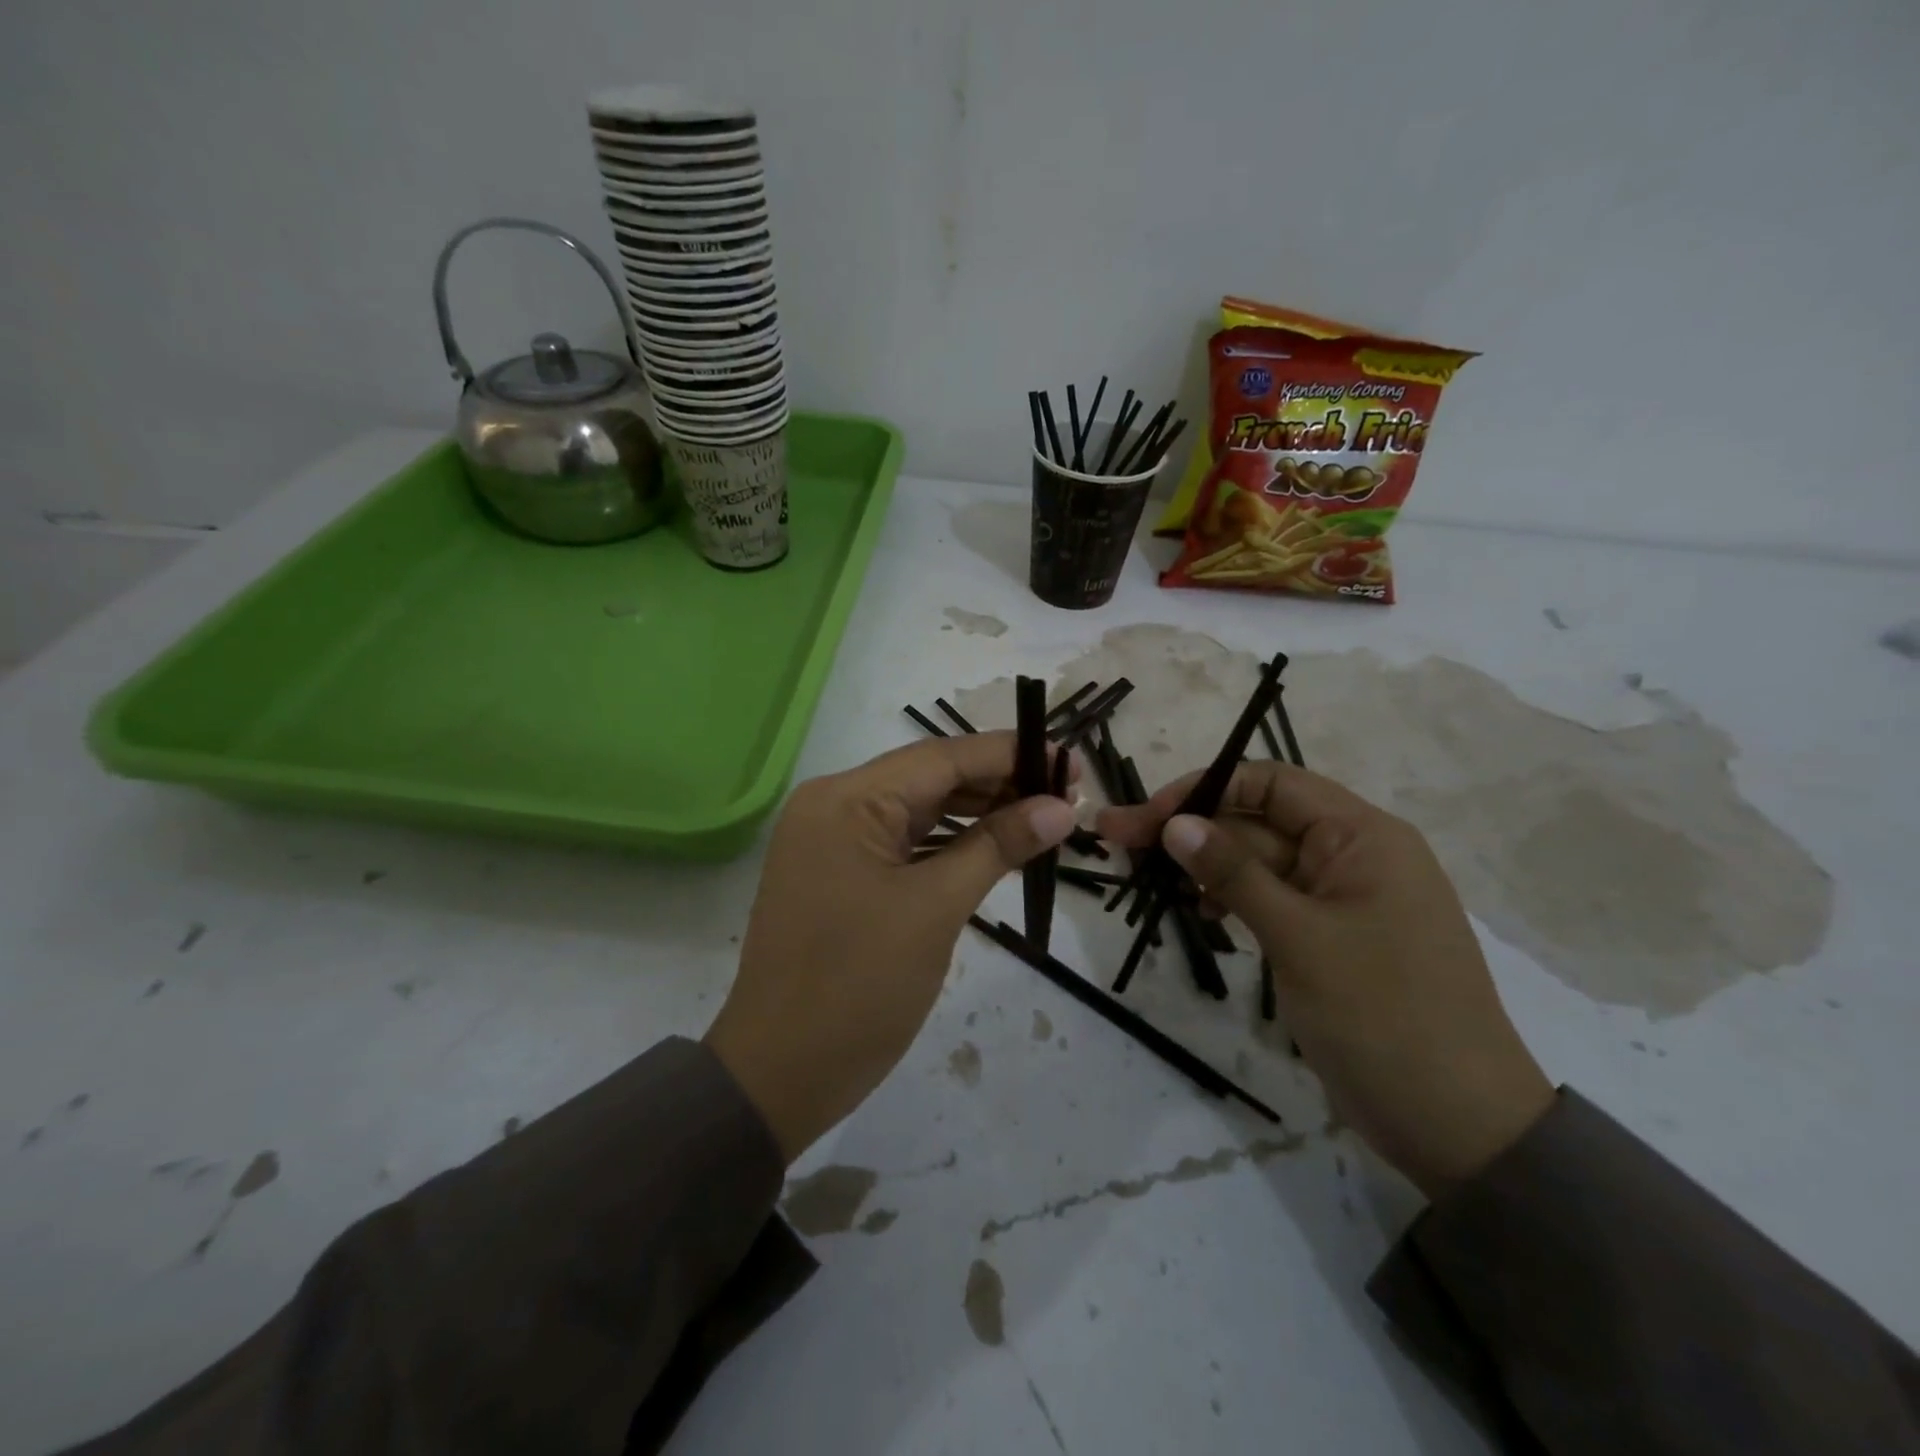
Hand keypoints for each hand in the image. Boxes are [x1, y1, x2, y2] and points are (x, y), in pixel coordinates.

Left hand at [706, 734, 1077, 1161]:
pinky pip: (904, 843)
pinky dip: (950, 844)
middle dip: (998, 783)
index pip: (941, 757)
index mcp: (846, 800)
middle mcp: (834, 805)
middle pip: (930, 778)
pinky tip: (995, 848)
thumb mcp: (935, 909)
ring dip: (978, 814)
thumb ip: (997, 847)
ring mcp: (833, 841)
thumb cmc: (858, 987)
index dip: (1009, 754)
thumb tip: (1061, 808)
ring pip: (919, 811)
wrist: (780, 1074)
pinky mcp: (840, 874)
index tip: (1067, 762)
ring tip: (1042, 819)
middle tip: (1064, 796)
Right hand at [1099, 763, 1553, 1197]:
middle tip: (1117, 841)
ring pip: (1259, 862)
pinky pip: (1271, 899)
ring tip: (1149, 880)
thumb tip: (1175, 822)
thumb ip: (1234, 873)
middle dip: (1191, 830)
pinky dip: (1232, 900)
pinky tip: (1202, 915)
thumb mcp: (1301, 937)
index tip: (1148, 817)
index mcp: (1362, 836)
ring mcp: (1340, 898)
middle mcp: (1352, 855)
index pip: (1269, 784)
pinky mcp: (1329, 937)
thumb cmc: (1384, 1017)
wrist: (1459, 1127)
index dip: (1203, 790)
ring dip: (1206, 865)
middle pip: (1257, 821)